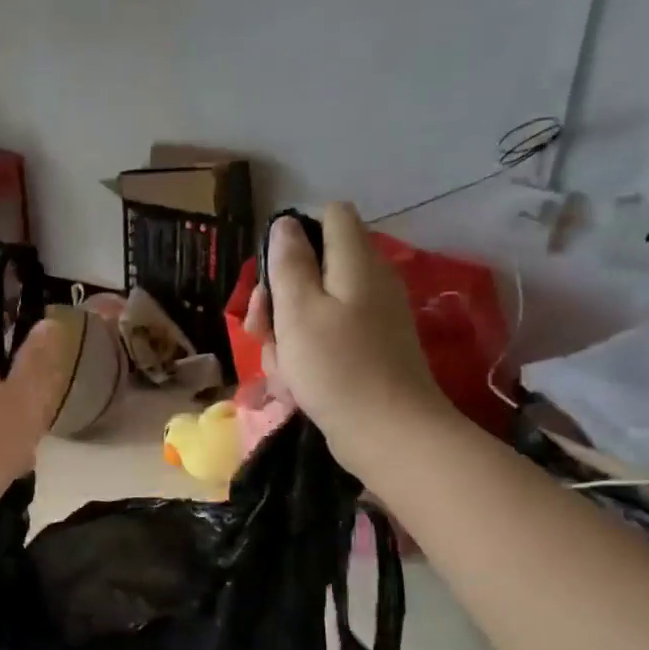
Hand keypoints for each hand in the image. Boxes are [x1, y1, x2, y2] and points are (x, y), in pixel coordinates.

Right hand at [245, 202, 455, 472]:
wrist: (387, 433)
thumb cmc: (335, 367)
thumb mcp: (298, 311)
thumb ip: (289, 263)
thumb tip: (285, 224)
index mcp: (356, 262)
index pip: (330, 215)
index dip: (295, 233)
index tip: (270, 271)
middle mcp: (369, 282)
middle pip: (314, 267)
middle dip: (279, 296)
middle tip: (261, 329)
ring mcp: (370, 319)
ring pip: (312, 309)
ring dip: (286, 334)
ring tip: (281, 368)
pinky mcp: (367, 351)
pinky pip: (325, 339)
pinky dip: (305, 356)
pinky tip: (295, 385)